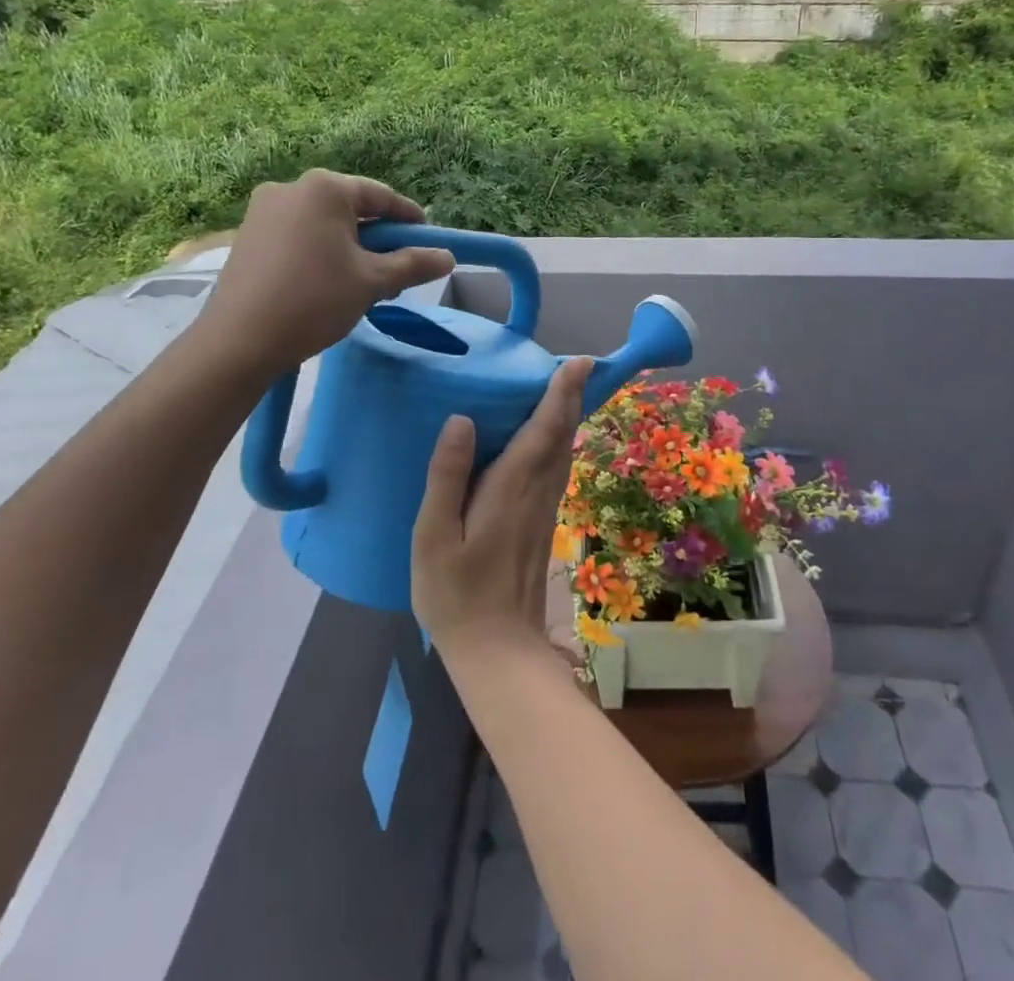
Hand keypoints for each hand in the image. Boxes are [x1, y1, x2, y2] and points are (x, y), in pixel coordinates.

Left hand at [196, 170, 455, 378]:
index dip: (409, 218)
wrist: (239, 341)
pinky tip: (327, 283)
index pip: (381, 196)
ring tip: (364, 281)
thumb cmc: (315, 300)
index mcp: (325, 188)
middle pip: (350, 208)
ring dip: (349, 247)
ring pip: (322, 223)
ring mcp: (263, 211)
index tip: (428, 239)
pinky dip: (320, 252)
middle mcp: (291, 188)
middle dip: (377, 237)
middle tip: (397, 269)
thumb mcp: (372, 282)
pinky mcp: (247, 235)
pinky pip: (297, 235)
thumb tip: (448, 257)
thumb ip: (413, 264)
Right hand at [413, 358, 592, 666]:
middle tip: (576, 365)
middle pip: (562, 436)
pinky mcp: (542, 525)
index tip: (579, 362)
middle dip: (571, 397)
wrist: (498, 651)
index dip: (562, 393)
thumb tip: (462, 419)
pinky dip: (559, 443)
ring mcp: (545, 511)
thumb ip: (447, 476)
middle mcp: (538, 493)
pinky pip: (557, 470)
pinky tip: (548, 440)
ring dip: (568, 418)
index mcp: (512, 488)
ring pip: (564, 453)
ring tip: (565, 390)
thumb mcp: (434, 536)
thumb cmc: (456, 594)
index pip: (545, 429)